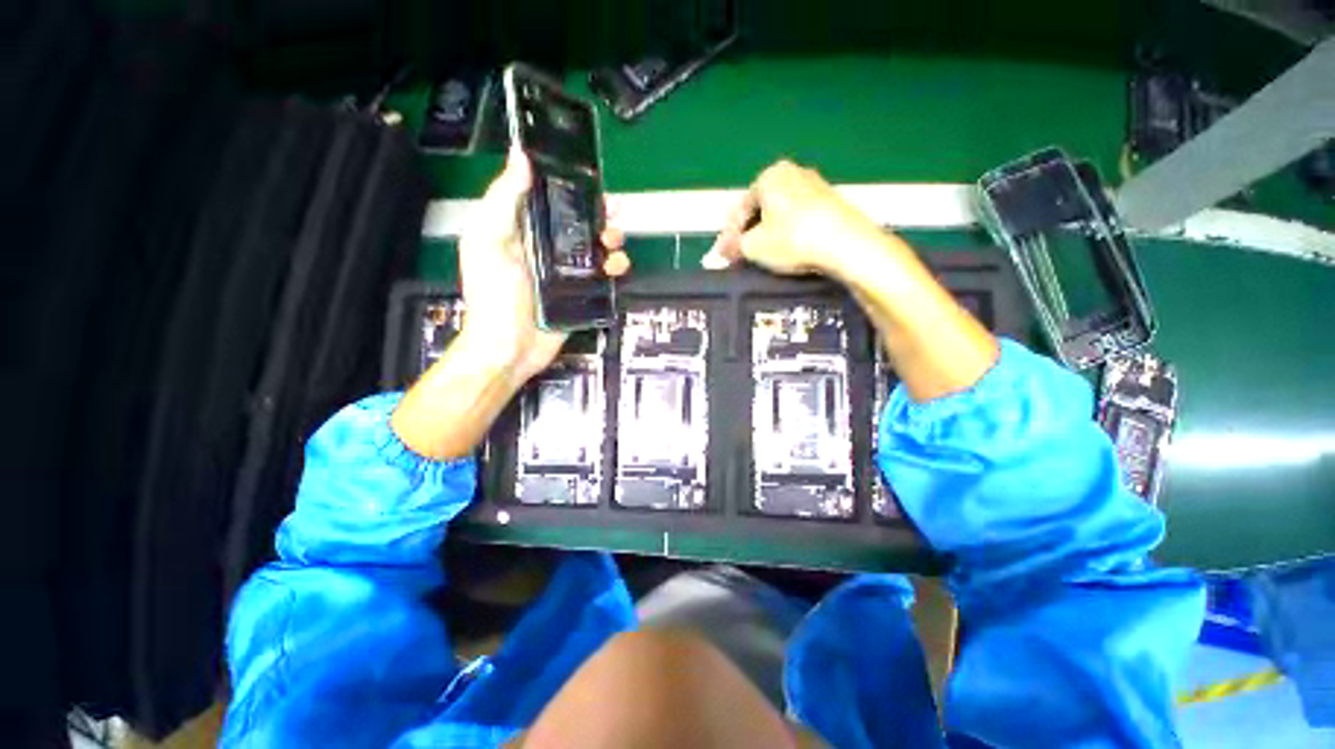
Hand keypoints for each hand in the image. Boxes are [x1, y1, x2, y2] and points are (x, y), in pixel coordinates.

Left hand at [457, 146, 628, 383]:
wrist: (509, 349)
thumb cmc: (494, 296)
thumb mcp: (489, 242)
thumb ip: (504, 201)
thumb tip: (521, 157)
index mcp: (522, 229)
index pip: (552, 200)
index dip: (573, 189)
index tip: (593, 184)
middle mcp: (546, 248)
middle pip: (580, 224)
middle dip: (600, 216)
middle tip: (614, 216)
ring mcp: (565, 273)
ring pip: (596, 248)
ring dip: (612, 242)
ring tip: (614, 245)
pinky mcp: (580, 294)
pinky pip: (603, 276)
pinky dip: (615, 269)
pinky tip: (617, 269)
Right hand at [702, 160, 884, 279]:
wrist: (846, 244)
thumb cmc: (793, 239)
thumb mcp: (753, 247)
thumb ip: (733, 247)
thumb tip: (720, 253)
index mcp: (770, 176)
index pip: (740, 208)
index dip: (728, 235)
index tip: (723, 255)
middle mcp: (793, 173)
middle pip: (760, 209)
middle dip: (747, 234)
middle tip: (739, 256)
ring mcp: (815, 187)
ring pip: (779, 215)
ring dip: (766, 236)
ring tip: (760, 257)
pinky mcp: (832, 204)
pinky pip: (798, 219)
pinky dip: (787, 235)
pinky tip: (785, 252)